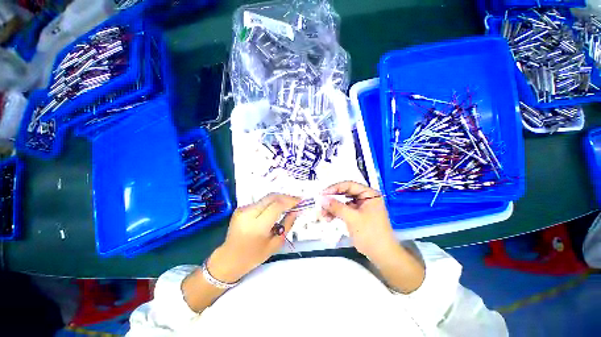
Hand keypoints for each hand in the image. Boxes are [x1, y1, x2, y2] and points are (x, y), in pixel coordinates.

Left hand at [208, 193, 299, 282]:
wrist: (229, 258)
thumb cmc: (254, 256)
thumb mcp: (275, 243)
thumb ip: (288, 224)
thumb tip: (296, 211)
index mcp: (257, 226)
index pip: (277, 206)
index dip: (290, 201)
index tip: (300, 201)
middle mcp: (248, 214)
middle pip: (271, 197)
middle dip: (286, 197)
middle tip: (296, 200)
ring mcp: (243, 209)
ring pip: (266, 198)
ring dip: (279, 199)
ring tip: (288, 204)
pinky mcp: (241, 208)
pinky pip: (261, 202)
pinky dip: (271, 202)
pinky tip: (277, 207)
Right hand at [320, 181, 396, 262]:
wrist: (382, 256)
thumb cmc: (370, 234)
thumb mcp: (352, 218)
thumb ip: (336, 207)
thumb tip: (321, 199)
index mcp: (369, 194)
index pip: (349, 185)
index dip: (334, 188)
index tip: (322, 194)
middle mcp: (365, 197)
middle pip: (345, 193)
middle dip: (332, 199)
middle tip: (320, 203)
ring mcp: (361, 207)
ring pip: (343, 202)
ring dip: (332, 207)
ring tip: (322, 213)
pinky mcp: (357, 215)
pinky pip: (344, 210)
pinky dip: (336, 213)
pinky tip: (328, 218)